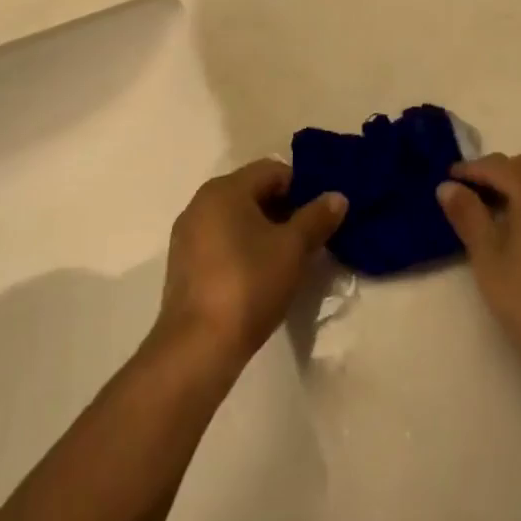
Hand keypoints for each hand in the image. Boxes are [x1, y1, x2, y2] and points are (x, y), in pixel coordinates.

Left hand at [156, 160, 346, 368]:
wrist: (197, 349)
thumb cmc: (249, 284)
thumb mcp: (293, 249)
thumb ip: (317, 218)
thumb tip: (337, 197)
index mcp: (225, 189)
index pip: (273, 171)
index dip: (302, 188)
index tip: (320, 216)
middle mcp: (201, 202)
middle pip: (253, 192)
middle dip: (284, 211)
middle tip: (310, 238)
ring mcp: (187, 235)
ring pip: (237, 219)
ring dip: (264, 231)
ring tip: (288, 259)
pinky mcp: (183, 266)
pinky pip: (221, 242)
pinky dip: (243, 249)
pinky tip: (259, 277)